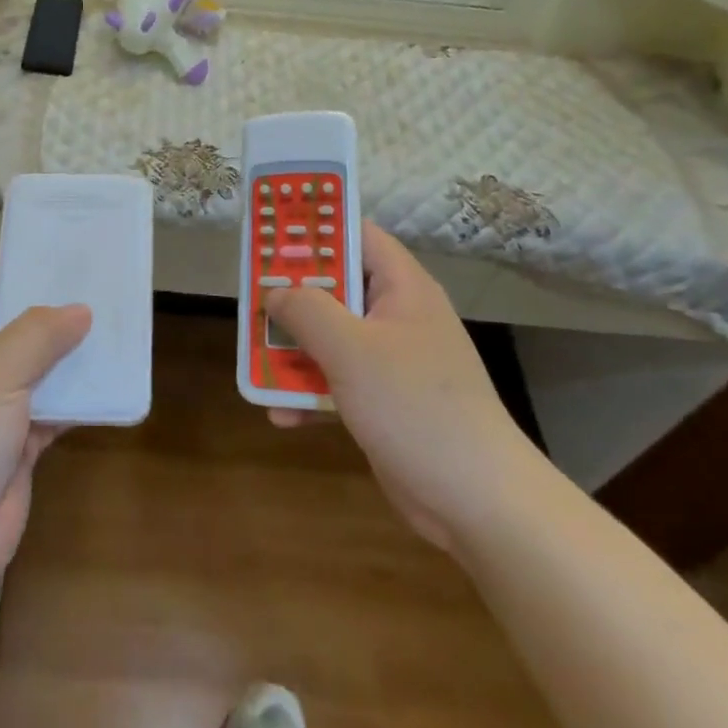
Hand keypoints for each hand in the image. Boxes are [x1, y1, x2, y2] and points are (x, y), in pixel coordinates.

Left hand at [0, 258, 89, 680]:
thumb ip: (37, 335)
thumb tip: (80, 311)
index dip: (3, 261)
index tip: (47, 245)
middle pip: (13, 319)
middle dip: (50, 301)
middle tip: (97, 277)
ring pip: (40, 363)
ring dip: (72, 348)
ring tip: (116, 318)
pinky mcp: (21, 440)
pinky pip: (56, 405)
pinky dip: (81, 394)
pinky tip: (115, 377)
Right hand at [264, 224, 530, 549]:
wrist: (475, 500)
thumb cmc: (413, 406)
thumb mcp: (350, 348)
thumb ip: (306, 309)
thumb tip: (275, 291)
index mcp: (402, 288)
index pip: (357, 235)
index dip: (315, 227)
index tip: (269, 233)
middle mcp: (397, 316)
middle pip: (336, 287)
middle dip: (292, 296)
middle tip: (251, 298)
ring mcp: (391, 360)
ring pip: (330, 336)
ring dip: (293, 349)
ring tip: (255, 360)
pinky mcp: (383, 400)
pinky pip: (336, 380)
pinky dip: (310, 392)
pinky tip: (281, 415)